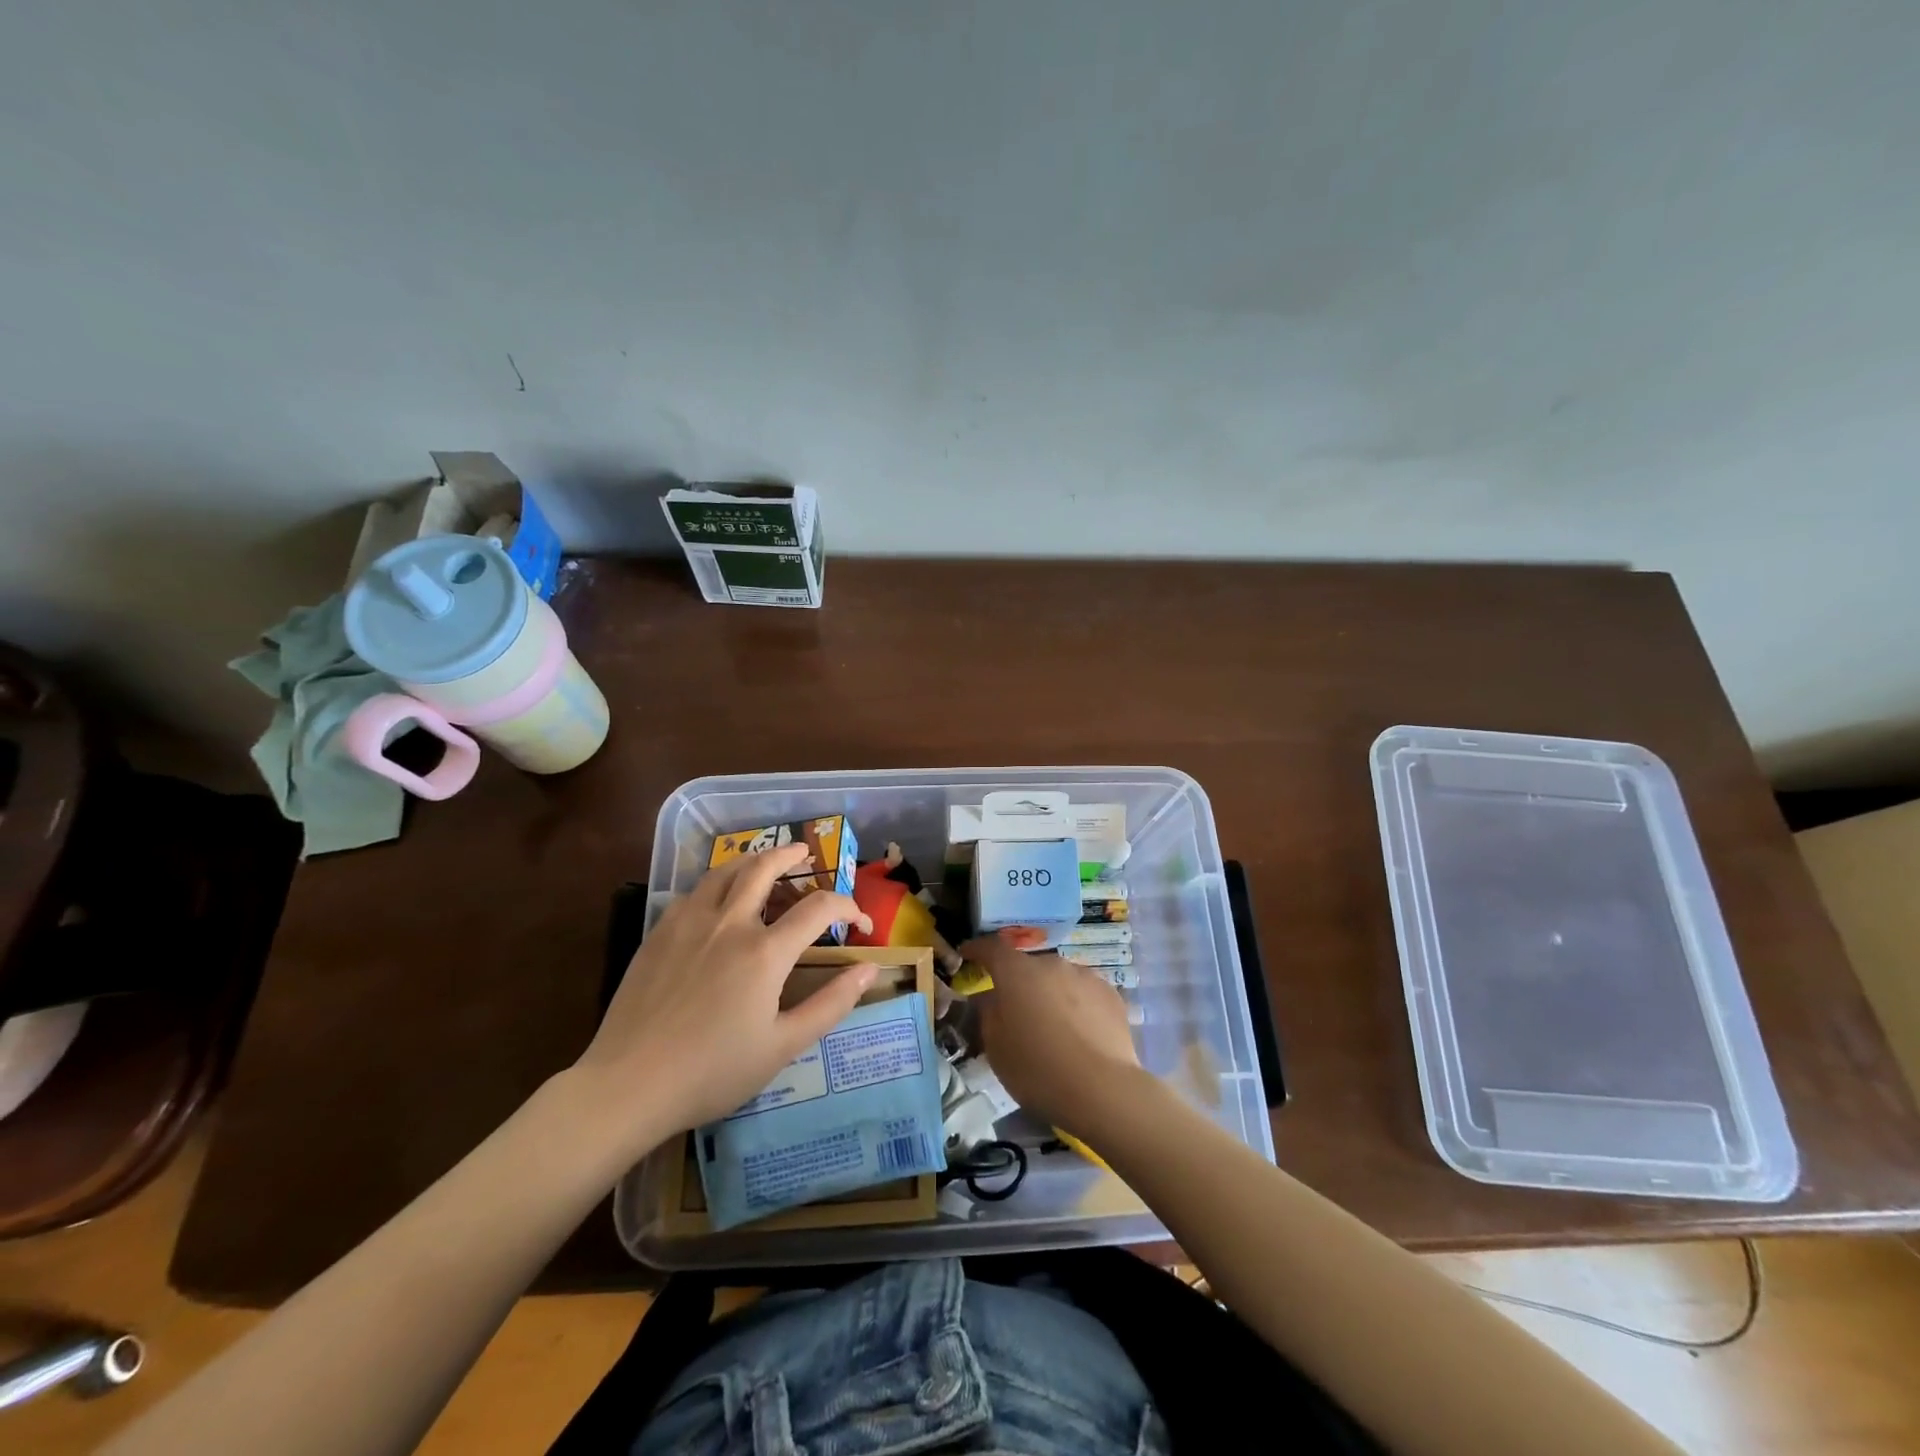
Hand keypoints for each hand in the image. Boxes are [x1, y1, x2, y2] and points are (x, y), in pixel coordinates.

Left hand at [571, 844, 875, 1157]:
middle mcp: (729, 923)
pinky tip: (717, 898)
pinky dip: (716, 883)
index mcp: (765, 952)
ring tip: (764, 862)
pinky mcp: (659, 934)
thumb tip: (870, 969)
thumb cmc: (713, 1071)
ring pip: (725, 871)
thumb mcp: (783, 1046)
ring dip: (752, 860)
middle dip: (790, 854)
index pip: (818, 908)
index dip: (847, 907)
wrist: (629, 1085)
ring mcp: (689, 924)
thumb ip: (831, 1003)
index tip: (860, 922)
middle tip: (804, 852)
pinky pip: (694, 892)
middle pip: (764, 868)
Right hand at [963, 933, 1146, 1138]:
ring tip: (1052, 1026)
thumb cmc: (1037, 1070)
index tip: (967, 954)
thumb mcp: (996, 1048)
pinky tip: (1080, 1033)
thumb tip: (990, 997)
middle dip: (1018, 982)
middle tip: (1015, 1010)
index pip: (991, 948)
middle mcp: (1051, 964)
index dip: (977, 949)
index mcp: (1017, 972)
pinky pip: (1084, 993)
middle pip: (1028, 966)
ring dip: (1049, 993)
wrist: (1102, 1090)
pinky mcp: (1111, 994)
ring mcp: (1085, 976)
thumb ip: (988, 1013)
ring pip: (1058, 979)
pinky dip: (1076, 1005)